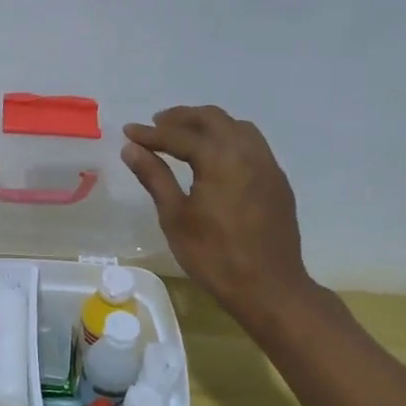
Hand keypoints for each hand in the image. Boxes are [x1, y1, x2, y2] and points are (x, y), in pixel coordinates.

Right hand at [122, 105, 313, 326]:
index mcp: (221, 159)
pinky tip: (215, 159)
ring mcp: (268, 166)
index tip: (128, 131)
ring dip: (208, 125)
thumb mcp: (175, 217)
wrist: (270, 288)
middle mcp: (248, 152)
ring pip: (237, 128)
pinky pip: (252, 145)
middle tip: (156, 125)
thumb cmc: (215, 256)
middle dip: (182, 118)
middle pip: (213, 119)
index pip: (179, 135)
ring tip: (184, 137)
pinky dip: (228, 140)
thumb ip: (155, 176)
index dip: (151, 133)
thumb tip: (131, 148)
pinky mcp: (278, 182)